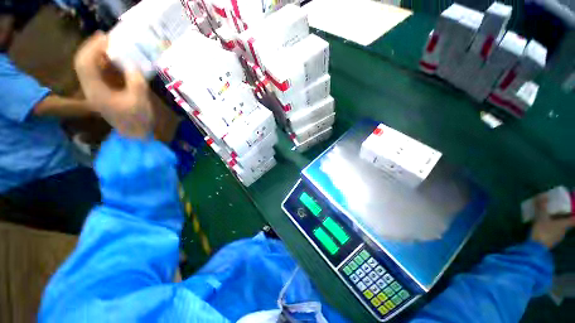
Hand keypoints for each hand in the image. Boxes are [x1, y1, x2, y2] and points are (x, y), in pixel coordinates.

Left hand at [74, 32, 153, 137]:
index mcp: (95, 91)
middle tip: (110, 39)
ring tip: (114, 48)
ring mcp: (96, 91)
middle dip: (95, 48)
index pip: (85, 63)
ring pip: (91, 67)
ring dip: (101, 55)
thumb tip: (134, 65)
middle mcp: (91, 88)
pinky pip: (100, 74)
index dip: (93, 47)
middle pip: (85, 63)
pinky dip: (106, 65)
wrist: (135, 136)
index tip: (107, 37)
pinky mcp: (104, 93)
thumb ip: (136, 81)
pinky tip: (117, 62)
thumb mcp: (140, 100)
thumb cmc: (138, 120)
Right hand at [530, 196, 574, 248]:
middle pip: (567, 223)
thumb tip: (543, 195)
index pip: (574, 220)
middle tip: (558, 211)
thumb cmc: (542, 231)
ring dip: (557, 223)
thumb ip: (542, 207)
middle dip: (564, 217)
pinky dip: (551, 228)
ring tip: (549, 219)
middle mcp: (564, 231)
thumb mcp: (541, 217)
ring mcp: (558, 237)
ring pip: (560, 228)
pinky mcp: (551, 241)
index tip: (574, 211)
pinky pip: (554, 232)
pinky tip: (544, 228)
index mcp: (564, 224)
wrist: (536, 248)